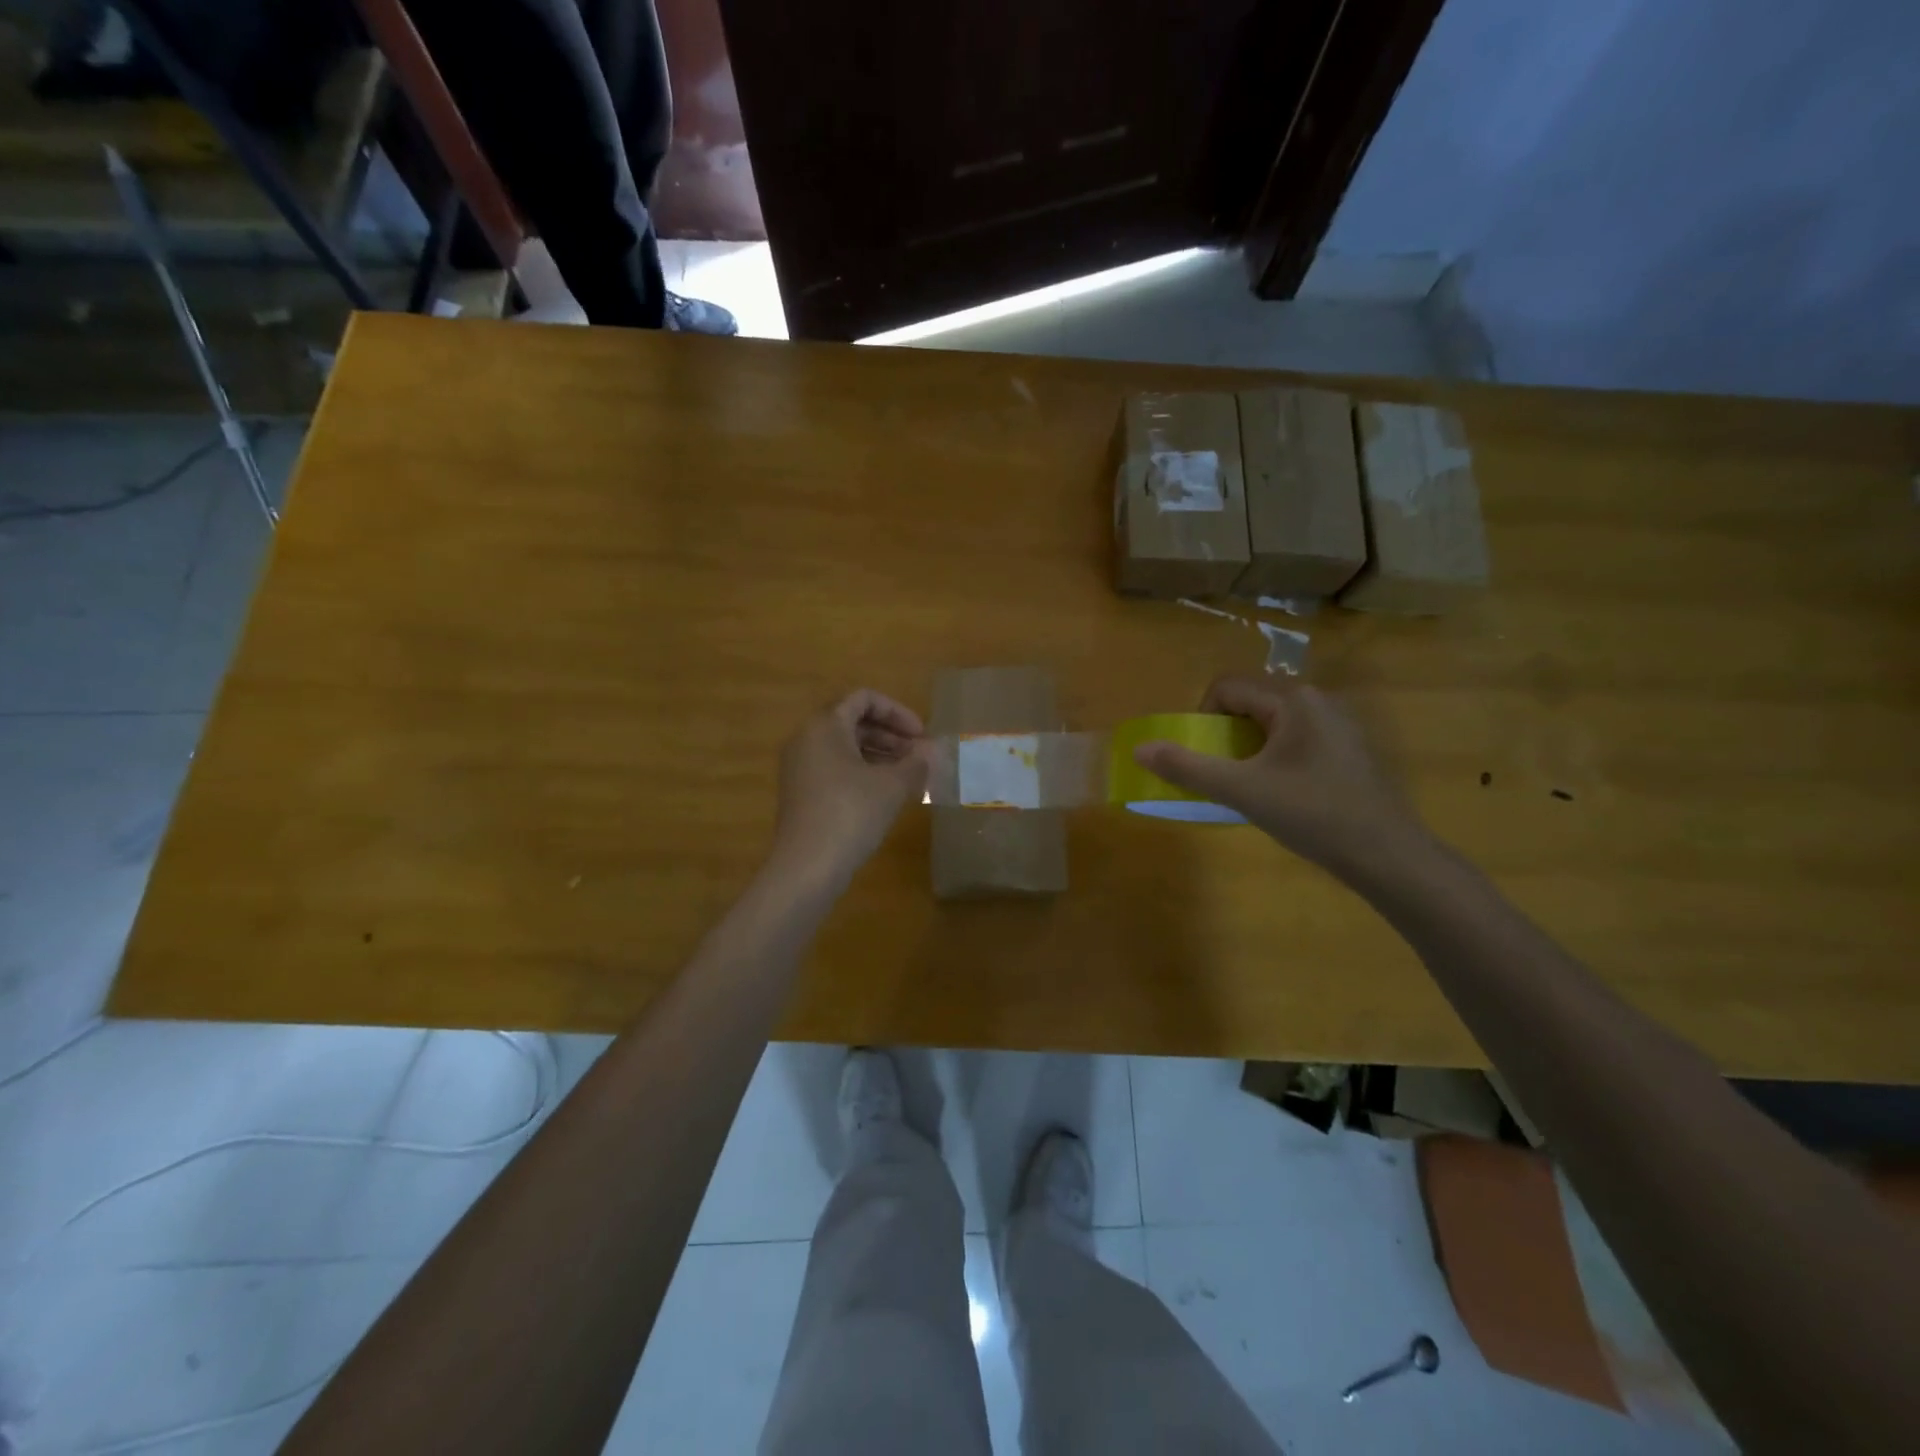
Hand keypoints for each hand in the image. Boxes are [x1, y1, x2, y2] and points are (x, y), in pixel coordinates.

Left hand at [770, 690, 931, 888]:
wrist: (807, 867)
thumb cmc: (851, 813)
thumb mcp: (892, 786)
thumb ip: (916, 763)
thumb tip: (933, 752)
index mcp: (825, 725)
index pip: (864, 699)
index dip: (898, 712)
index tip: (922, 736)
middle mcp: (807, 738)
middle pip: (853, 721)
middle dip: (891, 735)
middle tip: (920, 756)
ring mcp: (800, 767)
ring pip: (845, 747)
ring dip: (880, 755)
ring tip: (909, 776)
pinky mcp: (801, 793)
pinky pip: (836, 768)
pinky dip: (863, 772)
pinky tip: (886, 795)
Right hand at [1133, 675, 1428, 879]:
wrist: (1387, 856)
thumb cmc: (1313, 814)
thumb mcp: (1242, 791)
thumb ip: (1188, 767)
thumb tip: (1139, 749)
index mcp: (1292, 700)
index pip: (1226, 688)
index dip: (1203, 719)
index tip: (1205, 758)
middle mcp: (1317, 700)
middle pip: (1249, 702)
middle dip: (1225, 735)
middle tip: (1223, 775)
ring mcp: (1338, 724)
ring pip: (1272, 723)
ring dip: (1248, 749)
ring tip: (1250, 787)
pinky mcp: (1348, 749)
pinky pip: (1295, 739)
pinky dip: (1275, 758)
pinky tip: (1284, 794)